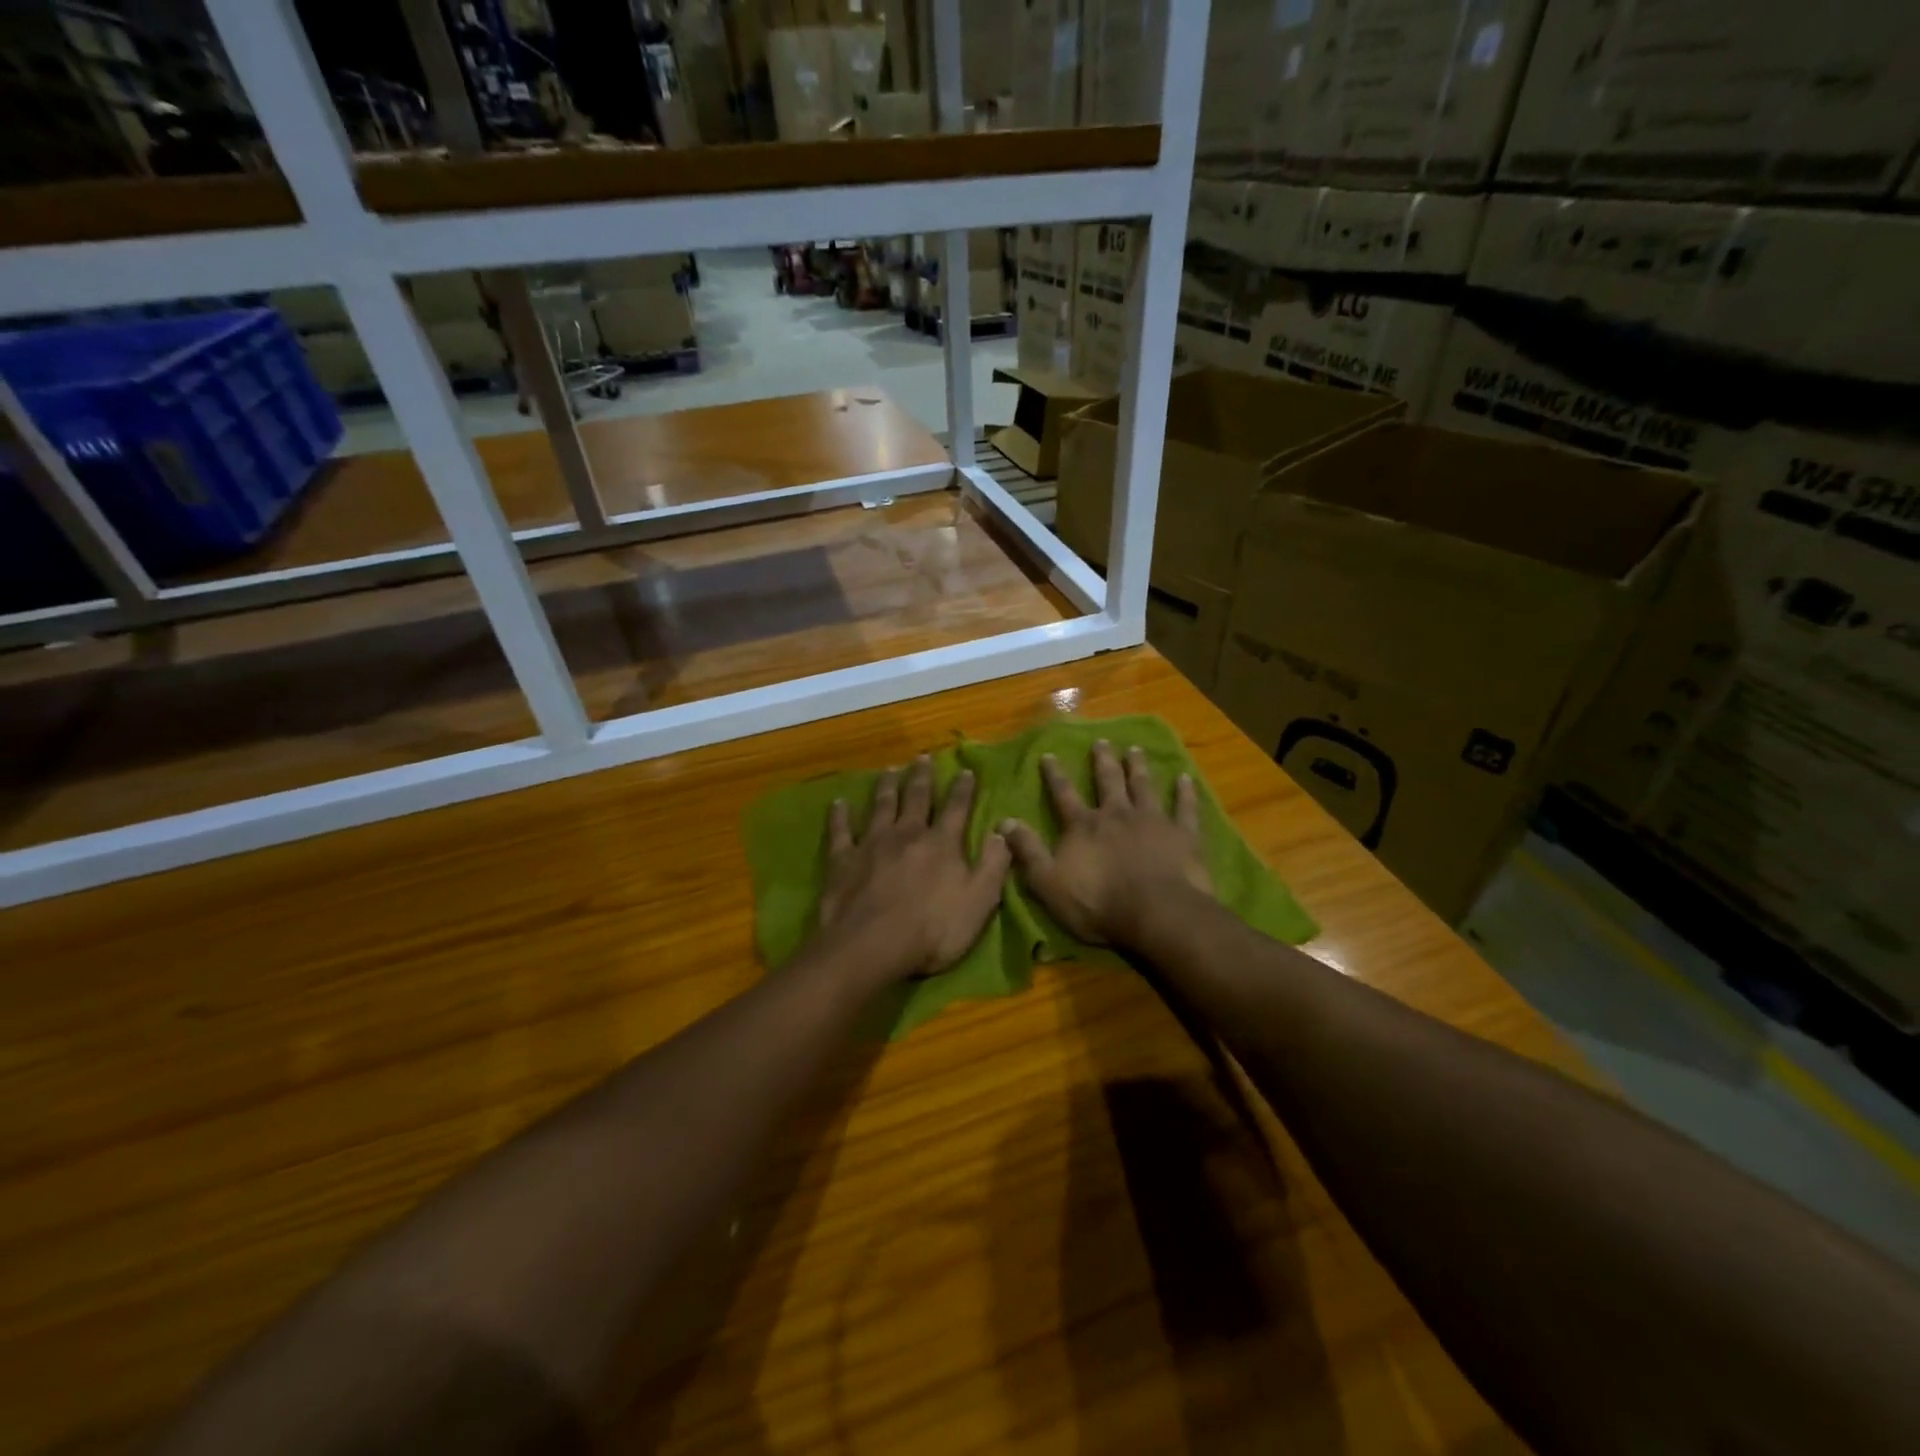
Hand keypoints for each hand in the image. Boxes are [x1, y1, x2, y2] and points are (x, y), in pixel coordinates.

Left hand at [816, 755, 1011, 984]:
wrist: (872, 945)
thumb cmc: (933, 930)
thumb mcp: (980, 902)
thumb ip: (993, 864)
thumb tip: (1003, 831)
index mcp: (942, 843)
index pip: (956, 808)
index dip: (962, 789)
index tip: (965, 770)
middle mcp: (908, 834)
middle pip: (916, 798)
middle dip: (921, 777)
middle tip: (922, 757)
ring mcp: (872, 844)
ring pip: (881, 806)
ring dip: (886, 786)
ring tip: (889, 770)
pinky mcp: (844, 859)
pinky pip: (841, 830)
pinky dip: (839, 815)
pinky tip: (838, 803)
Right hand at [1000, 741, 1212, 946]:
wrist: (1156, 913)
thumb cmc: (1098, 903)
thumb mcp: (1049, 882)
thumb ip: (1028, 851)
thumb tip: (1004, 822)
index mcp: (1084, 826)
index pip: (1064, 795)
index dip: (1055, 775)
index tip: (1049, 755)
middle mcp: (1116, 814)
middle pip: (1108, 781)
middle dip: (1102, 761)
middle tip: (1101, 742)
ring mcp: (1152, 821)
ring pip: (1144, 786)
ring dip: (1138, 767)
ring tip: (1135, 750)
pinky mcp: (1183, 835)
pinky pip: (1185, 808)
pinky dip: (1185, 793)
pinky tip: (1185, 778)